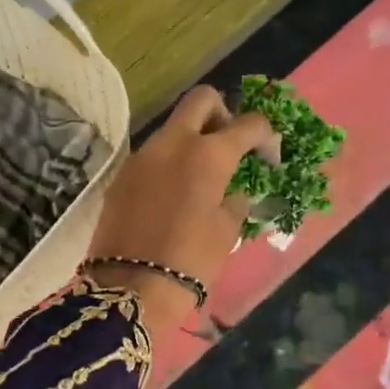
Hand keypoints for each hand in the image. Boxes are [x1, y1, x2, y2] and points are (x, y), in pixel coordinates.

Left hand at [87, 86, 277, 336]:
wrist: (130, 287)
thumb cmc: (190, 261)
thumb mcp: (226, 232)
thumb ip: (236, 199)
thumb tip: (235, 189)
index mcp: (208, 154)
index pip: (248, 123)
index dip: (265, 135)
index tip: (268, 157)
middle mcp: (172, 143)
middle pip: (201, 100)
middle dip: (222, 113)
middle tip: (229, 145)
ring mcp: (141, 156)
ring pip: (172, 128)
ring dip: (191, 141)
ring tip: (201, 177)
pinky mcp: (121, 176)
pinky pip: (152, 156)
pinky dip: (168, 163)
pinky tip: (173, 195)